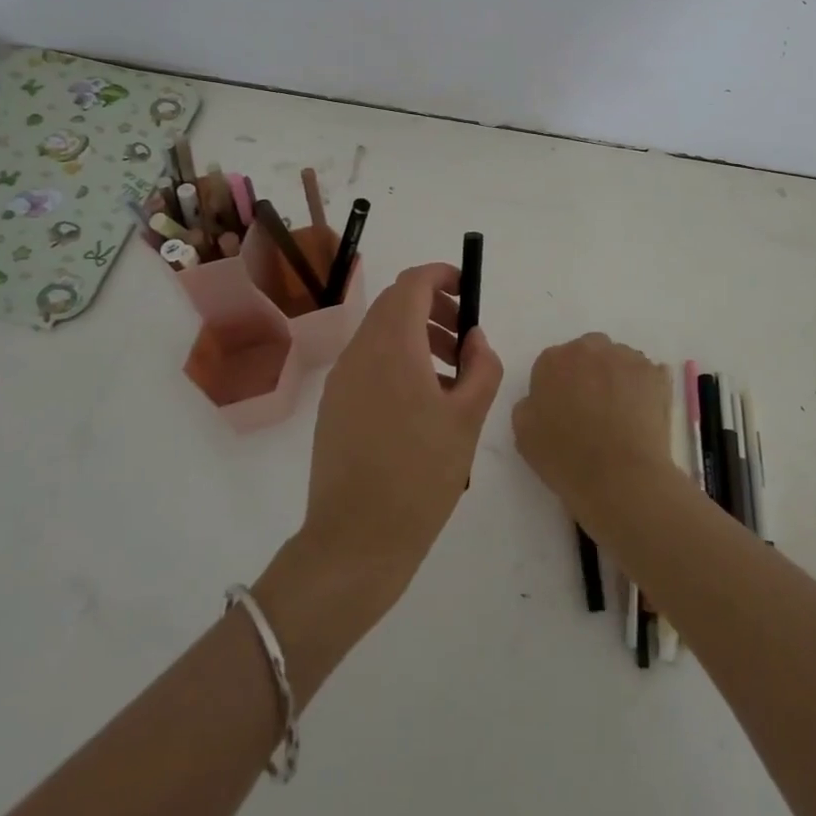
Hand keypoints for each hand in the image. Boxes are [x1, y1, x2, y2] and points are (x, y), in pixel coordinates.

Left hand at [296, 262, 504, 625]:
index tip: (468, 291)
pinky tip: (422, 404)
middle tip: (466, 341)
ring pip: (382, 333)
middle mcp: (360, 351)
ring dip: (418, 336)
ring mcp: (342, 379)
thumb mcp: (468, 419)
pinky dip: (398, 360)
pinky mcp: (334, 405)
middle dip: (434, 308)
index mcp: (392, 346)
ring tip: (452, 377)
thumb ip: (482, 367)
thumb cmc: (420, 475)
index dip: (442, 276)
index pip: (412, 283)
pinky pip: (369, 362)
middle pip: (395, 304)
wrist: (355, 540)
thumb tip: (474, 338)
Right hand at [513, 333, 672, 515]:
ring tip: (620, 414)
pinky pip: (645, 374)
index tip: (563, 411)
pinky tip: (641, 414)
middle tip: (592, 408)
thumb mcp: (524, 435)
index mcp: (553, 360)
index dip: (557, 388)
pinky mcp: (655, 374)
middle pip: (586, 354)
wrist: (620, 478)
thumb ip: (528, 404)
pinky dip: (642, 388)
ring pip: (617, 361)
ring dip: (616, 378)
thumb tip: (541, 398)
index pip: (552, 365)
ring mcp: (626, 358)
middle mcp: (589, 348)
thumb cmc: (566, 459)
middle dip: (588, 374)